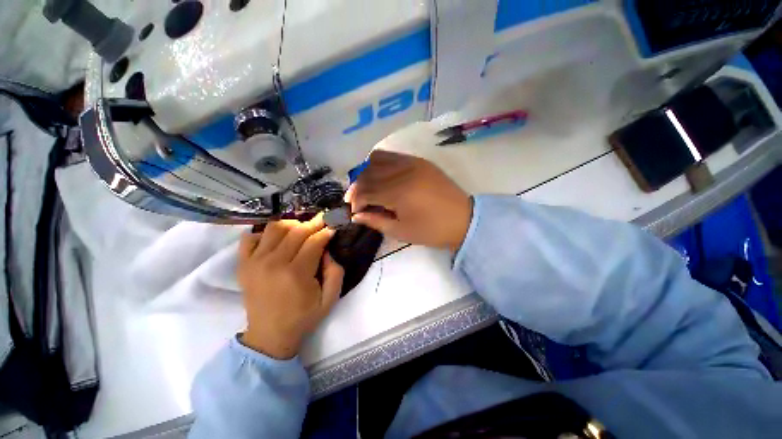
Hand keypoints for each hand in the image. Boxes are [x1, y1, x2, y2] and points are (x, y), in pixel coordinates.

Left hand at [237, 215, 343, 359]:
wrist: (269, 335)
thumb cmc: (303, 317)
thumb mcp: (330, 299)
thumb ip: (336, 272)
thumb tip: (328, 249)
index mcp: (296, 273)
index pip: (314, 241)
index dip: (326, 231)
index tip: (333, 227)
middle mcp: (273, 263)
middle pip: (296, 231)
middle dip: (313, 223)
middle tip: (323, 221)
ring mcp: (254, 262)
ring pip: (274, 228)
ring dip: (291, 224)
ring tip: (301, 230)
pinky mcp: (243, 265)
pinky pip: (250, 238)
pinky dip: (264, 233)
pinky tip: (276, 240)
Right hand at [346, 150, 472, 251]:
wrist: (463, 219)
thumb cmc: (431, 230)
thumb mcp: (401, 231)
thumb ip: (375, 221)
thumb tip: (356, 216)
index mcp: (398, 193)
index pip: (365, 191)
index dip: (356, 202)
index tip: (354, 211)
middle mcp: (402, 172)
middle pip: (368, 173)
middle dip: (357, 187)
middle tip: (357, 201)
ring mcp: (411, 163)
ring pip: (377, 159)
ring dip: (367, 173)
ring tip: (369, 187)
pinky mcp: (419, 160)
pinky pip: (392, 155)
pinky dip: (380, 163)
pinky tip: (382, 176)